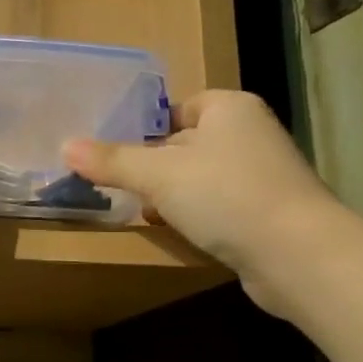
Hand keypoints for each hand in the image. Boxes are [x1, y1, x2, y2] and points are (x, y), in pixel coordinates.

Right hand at [64, 90, 342, 311]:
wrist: (297, 254)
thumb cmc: (225, 195)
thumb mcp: (158, 175)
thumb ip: (112, 161)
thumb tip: (65, 147)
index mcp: (230, 108)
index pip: (180, 107)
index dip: (148, 128)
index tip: (118, 153)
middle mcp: (251, 134)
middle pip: (187, 144)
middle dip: (155, 167)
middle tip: (121, 186)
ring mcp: (264, 175)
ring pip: (202, 178)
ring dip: (174, 195)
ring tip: (144, 212)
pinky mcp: (268, 213)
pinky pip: (220, 205)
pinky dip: (198, 216)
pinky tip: (179, 233)